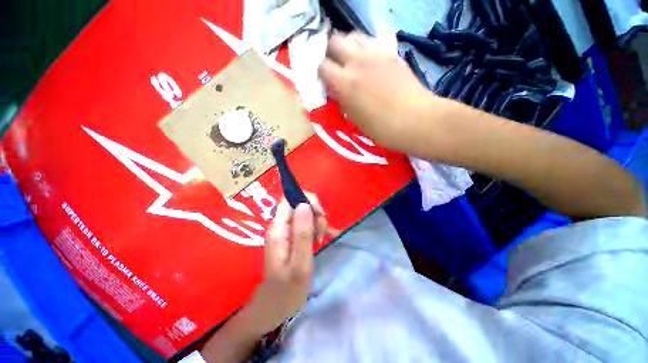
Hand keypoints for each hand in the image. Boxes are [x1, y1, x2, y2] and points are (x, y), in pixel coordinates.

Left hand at [246, 196, 336, 334]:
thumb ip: (302, 233)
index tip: (320, 215)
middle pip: (300, 205)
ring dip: (317, 223)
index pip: (290, 199)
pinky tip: (323, 239)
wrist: (274, 307)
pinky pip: (306, 224)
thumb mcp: (299, 264)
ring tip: (321, 241)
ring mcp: (285, 231)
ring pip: (305, 214)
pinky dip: (316, 229)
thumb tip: (305, 204)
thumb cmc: (287, 290)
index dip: (307, 201)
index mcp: (278, 228)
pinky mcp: (291, 237)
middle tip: (320, 234)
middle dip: (315, 214)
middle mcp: (280, 225)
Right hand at [318, 32, 432, 150]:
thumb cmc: (381, 127)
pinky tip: (370, 63)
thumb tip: (335, 90)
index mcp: (346, 82)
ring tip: (352, 62)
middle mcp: (358, 61)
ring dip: (348, 47)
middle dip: (332, 53)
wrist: (414, 119)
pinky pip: (372, 41)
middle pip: (335, 41)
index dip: (321, 73)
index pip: (322, 66)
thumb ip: (341, 100)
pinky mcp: (391, 52)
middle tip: (337, 67)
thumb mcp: (354, 118)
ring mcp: (376, 53)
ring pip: (353, 36)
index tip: (326, 81)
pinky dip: (365, 49)